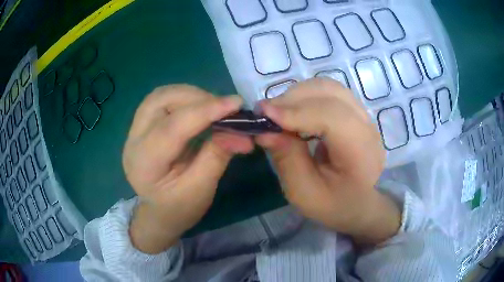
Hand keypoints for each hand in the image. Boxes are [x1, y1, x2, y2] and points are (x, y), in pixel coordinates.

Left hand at [123, 85, 253, 253]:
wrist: (160, 212)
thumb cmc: (180, 208)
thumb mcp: (201, 189)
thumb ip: (218, 156)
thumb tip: (242, 133)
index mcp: (144, 164)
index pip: (172, 127)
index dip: (205, 111)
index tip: (236, 103)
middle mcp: (133, 141)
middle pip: (160, 101)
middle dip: (196, 97)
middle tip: (224, 107)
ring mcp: (134, 130)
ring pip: (160, 95)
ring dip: (190, 94)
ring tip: (213, 107)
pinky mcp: (141, 125)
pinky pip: (162, 100)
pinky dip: (184, 98)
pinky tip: (199, 108)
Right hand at [256, 78, 400, 245]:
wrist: (358, 203)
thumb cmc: (333, 204)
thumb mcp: (304, 193)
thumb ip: (287, 160)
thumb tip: (265, 130)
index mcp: (362, 154)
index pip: (333, 117)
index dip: (298, 111)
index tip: (264, 115)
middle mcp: (368, 128)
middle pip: (331, 93)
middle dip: (293, 99)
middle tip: (266, 114)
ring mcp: (364, 117)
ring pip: (329, 87)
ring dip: (299, 94)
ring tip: (278, 112)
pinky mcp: (355, 113)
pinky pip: (329, 93)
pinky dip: (306, 96)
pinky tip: (294, 111)